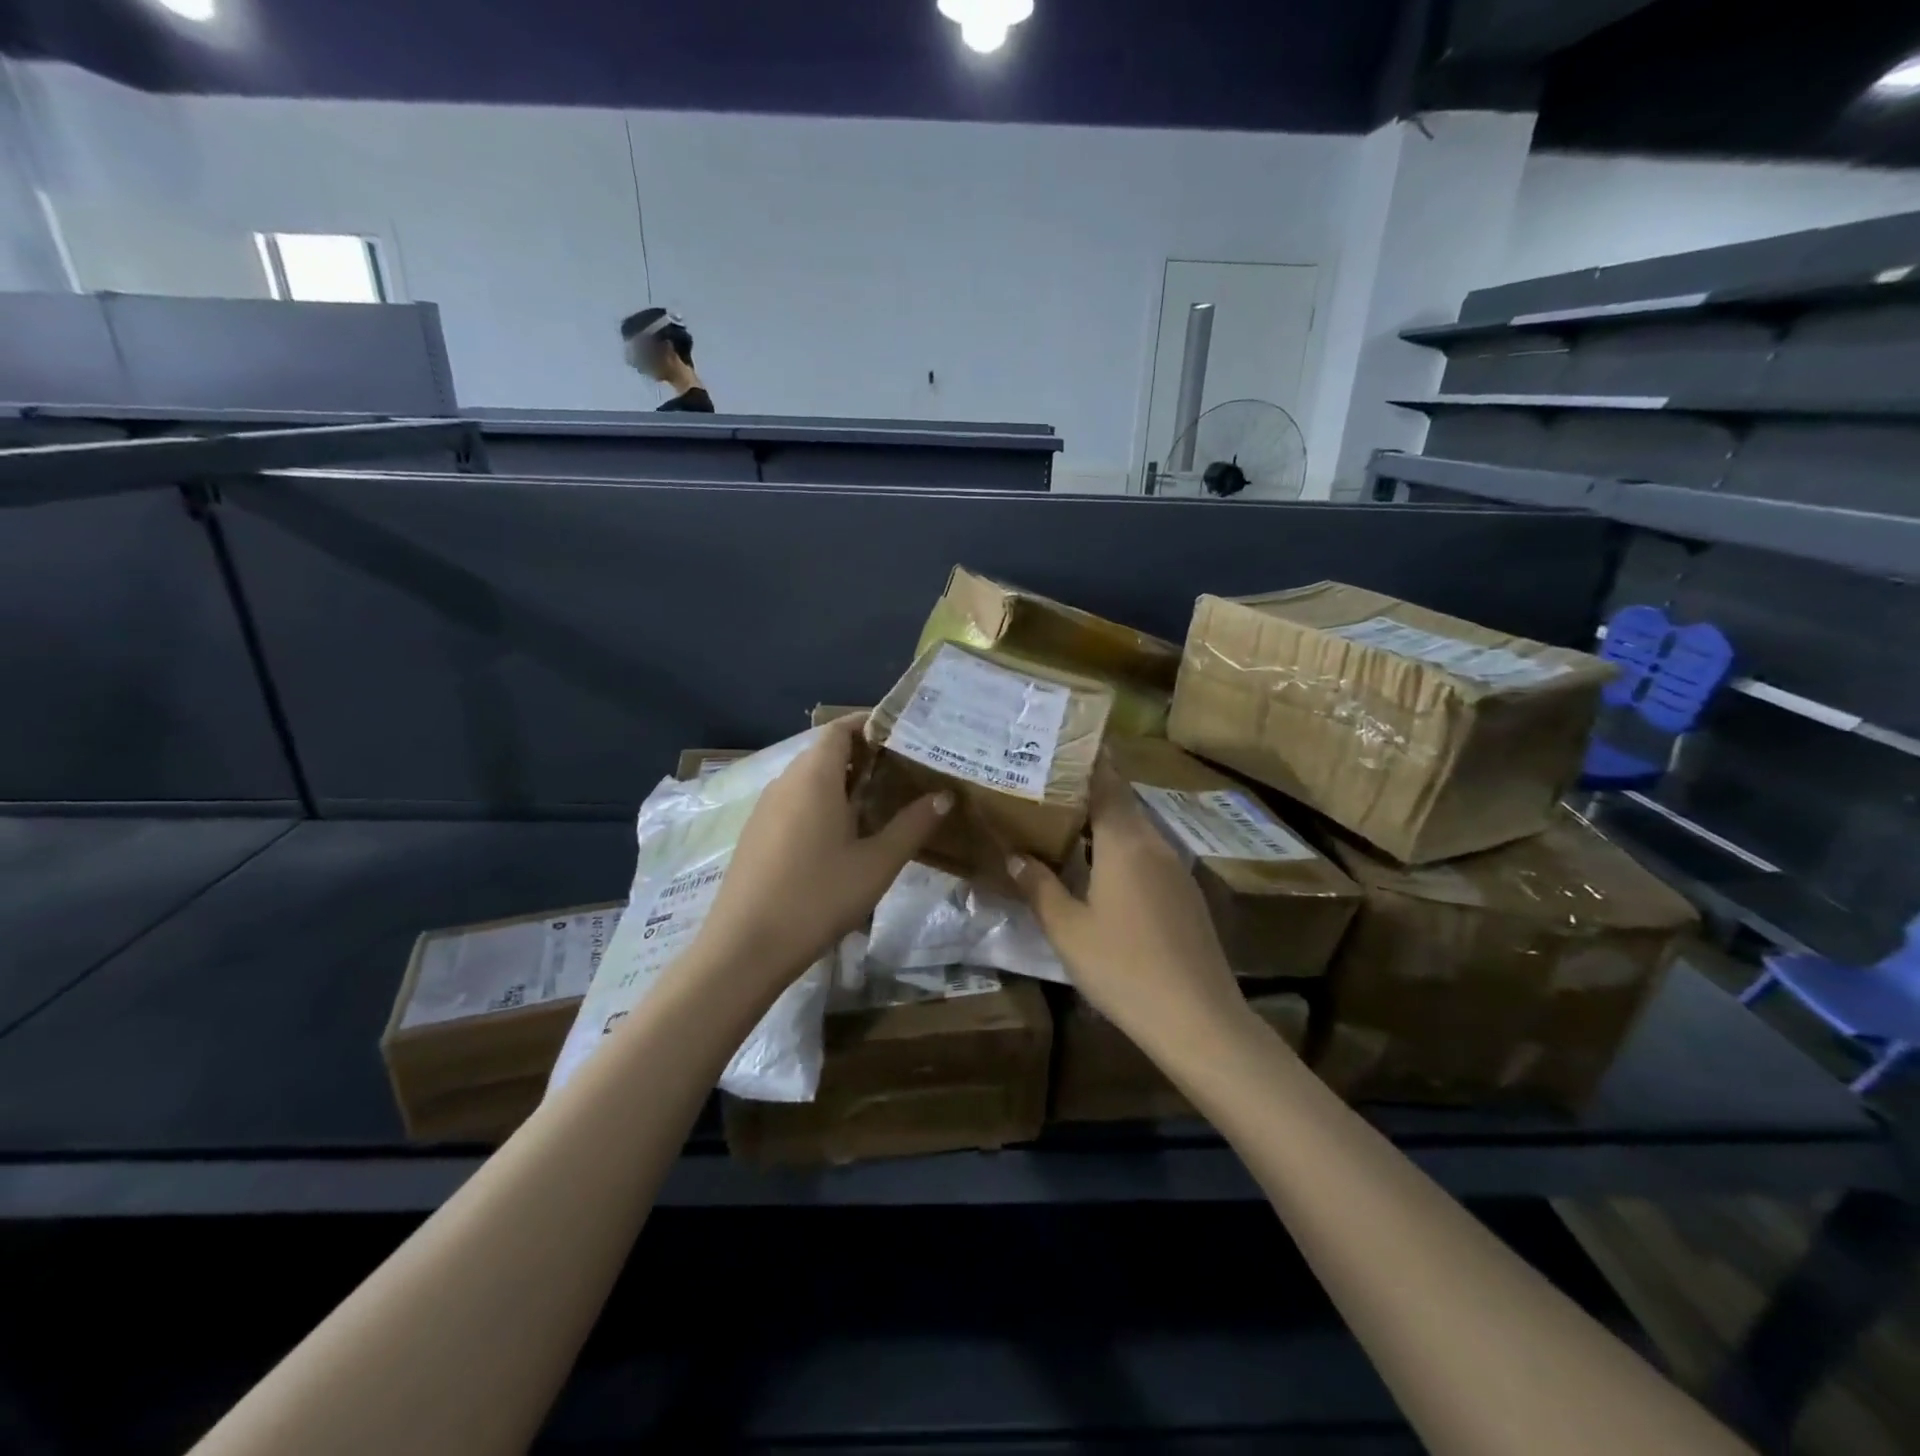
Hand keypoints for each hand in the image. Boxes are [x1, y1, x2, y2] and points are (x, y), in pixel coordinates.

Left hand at [692, 718, 953, 992]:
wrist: (745, 947)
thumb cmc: (818, 897)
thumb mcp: (877, 863)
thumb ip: (912, 825)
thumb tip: (943, 796)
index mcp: (814, 777)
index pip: (840, 728)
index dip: (870, 724)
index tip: (903, 734)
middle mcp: (786, 782)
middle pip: (826, 752)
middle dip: (864, 755)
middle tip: (904, 771)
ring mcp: (766, 809)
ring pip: (809, 779)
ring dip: (843, 782)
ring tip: (881, 802)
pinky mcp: (757, 834)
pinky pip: (795, 802)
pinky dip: (822, 803)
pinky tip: (843, 836)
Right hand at [1007, 756, 1244, 1041]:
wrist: (1198, 1019)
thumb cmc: (1123, 968)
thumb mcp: (1068, 930)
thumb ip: (1040, 887)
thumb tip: (1014, 855)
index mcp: (1125, 842)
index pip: (1106, 782)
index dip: (1086, 760)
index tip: (1061, 742)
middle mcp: (1155, 844)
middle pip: (1122, 802)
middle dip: (1089, 789)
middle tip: (1049, 784)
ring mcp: (1177, 869)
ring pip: (1137, 830)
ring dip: (1106, 821)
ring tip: (1067, 821)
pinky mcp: (1186, 895)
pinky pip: (1149, 854)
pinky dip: (1122, 848)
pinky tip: (1101, 869)